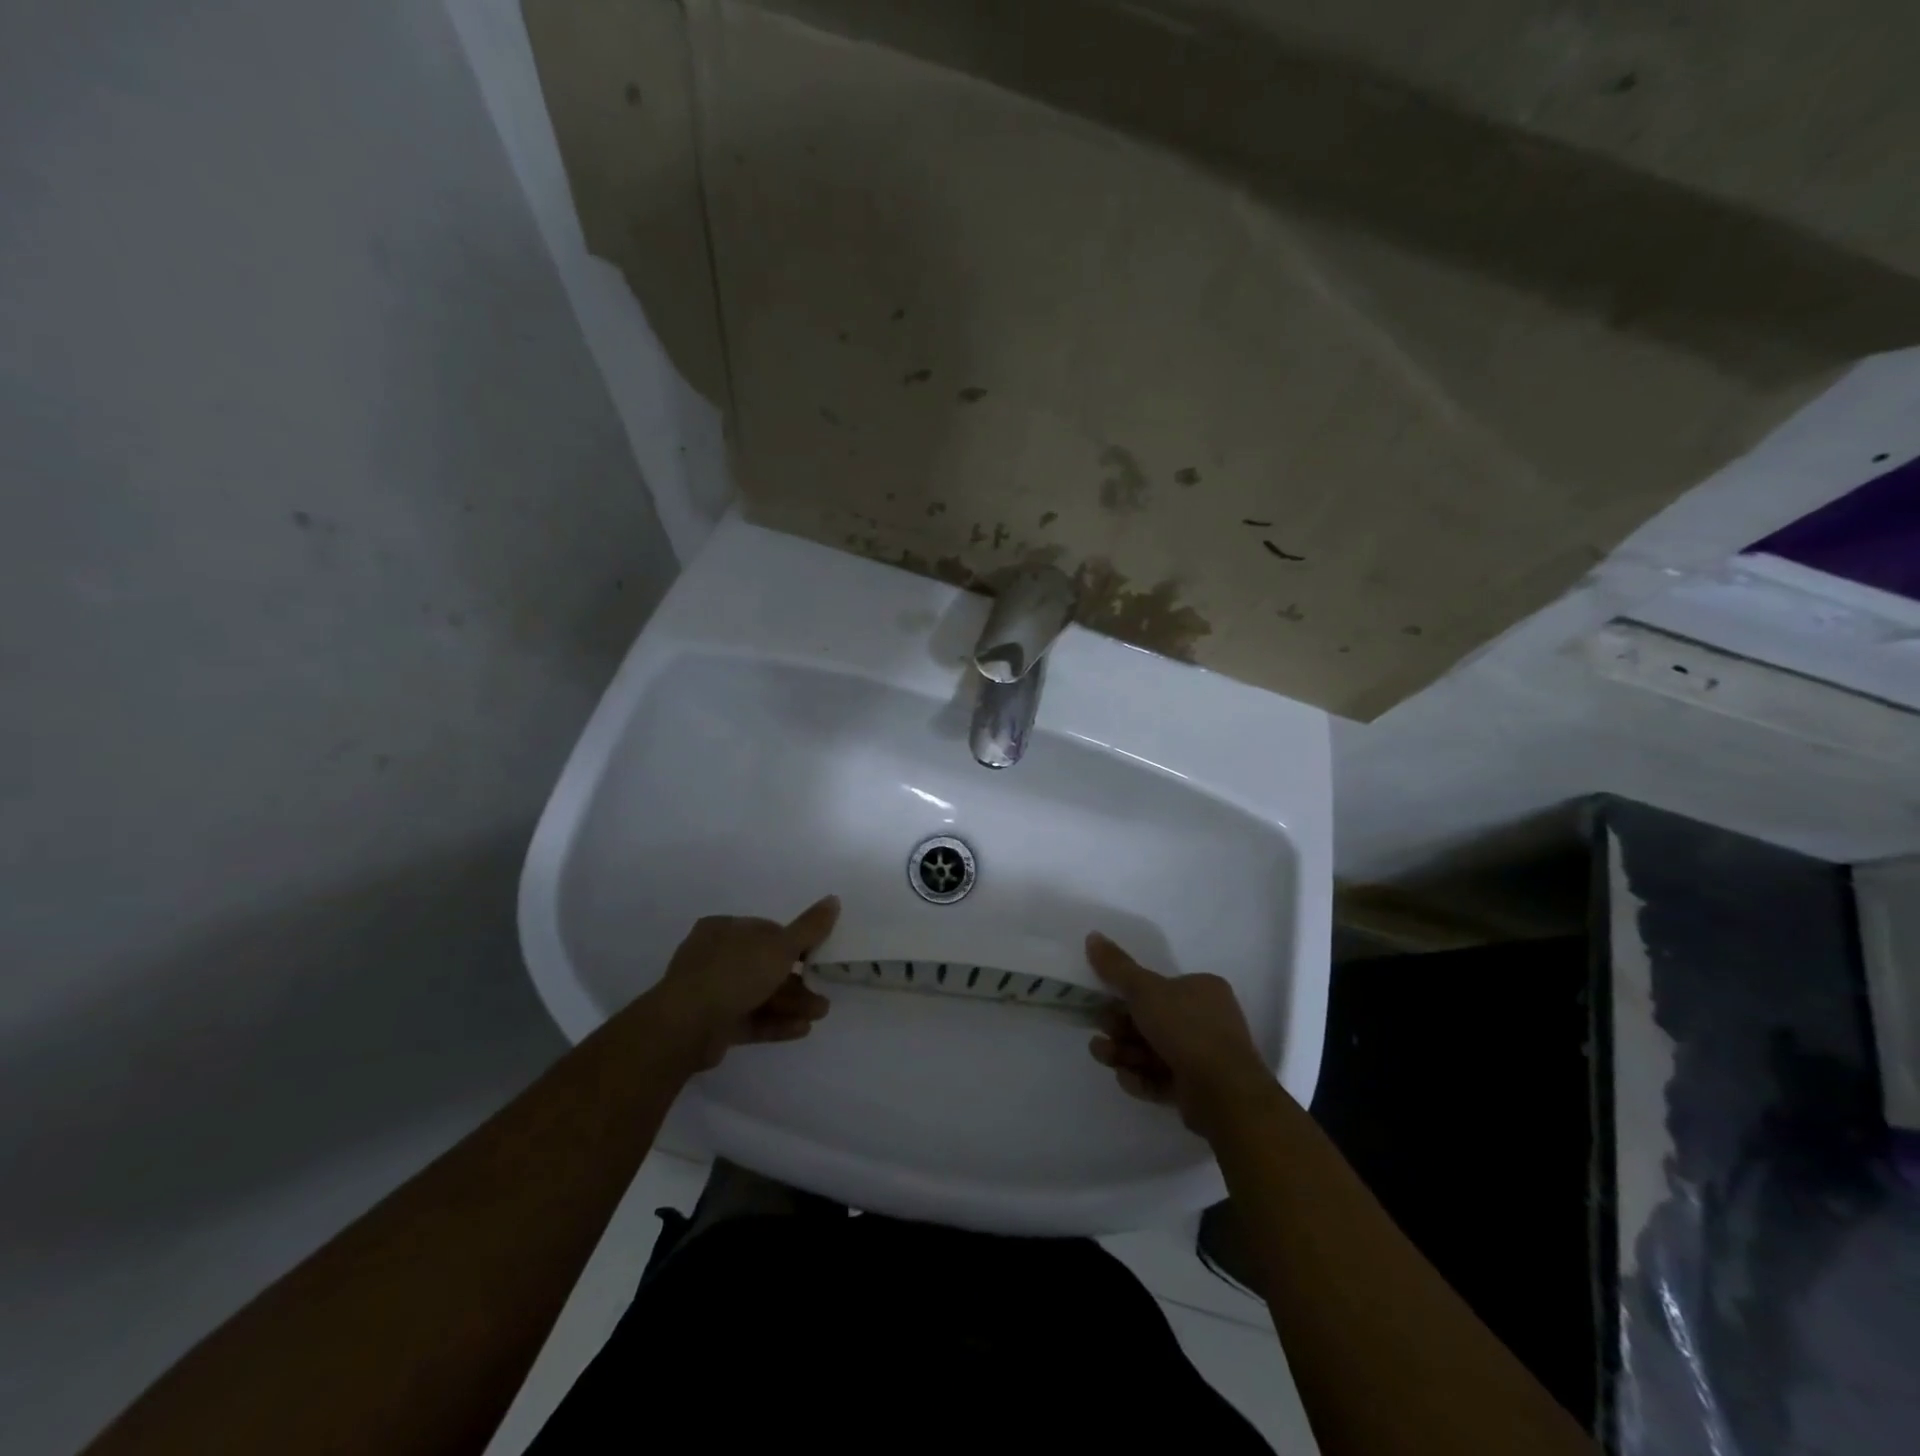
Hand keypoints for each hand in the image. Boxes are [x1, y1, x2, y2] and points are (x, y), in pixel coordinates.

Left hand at [642, 896, 839, 1070]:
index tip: (817, 957)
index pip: (767, 931)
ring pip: (759, 994)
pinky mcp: (712, 1024)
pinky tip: (802, 1029)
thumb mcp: (779, 946)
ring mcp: (710, 992)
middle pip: (765, 966)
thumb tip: (834, 899)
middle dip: (797, 981)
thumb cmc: (734, 973)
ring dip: (791, 1003)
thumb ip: (809, 927)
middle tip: (822, 993)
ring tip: (819, 1014)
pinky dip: (775, 1022)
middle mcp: (715, 956)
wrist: (685, 1027)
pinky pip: (749, 1018)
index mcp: (724, 929)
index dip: (795, 944)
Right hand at [1085, 931, 1276, 1136]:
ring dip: (1124, 1052)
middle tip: (1102, 1032)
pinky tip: (1126, 1078)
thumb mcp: (1145, 990)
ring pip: (1153, 1050)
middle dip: (1120, 1028)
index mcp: (1202, 990)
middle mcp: (1206, 1020)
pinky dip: (1141, 1077)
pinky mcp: (1197, 1089)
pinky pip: (1162, 1078)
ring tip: (1104, 1056)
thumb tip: (1092, 936)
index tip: (1105, 1002)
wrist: (1224, 1093)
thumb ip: (1117, 966)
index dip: (1129, 995)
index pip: (1159, 987)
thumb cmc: (1186, 1029)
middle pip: (1151, 1020)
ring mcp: (1203, 1057)